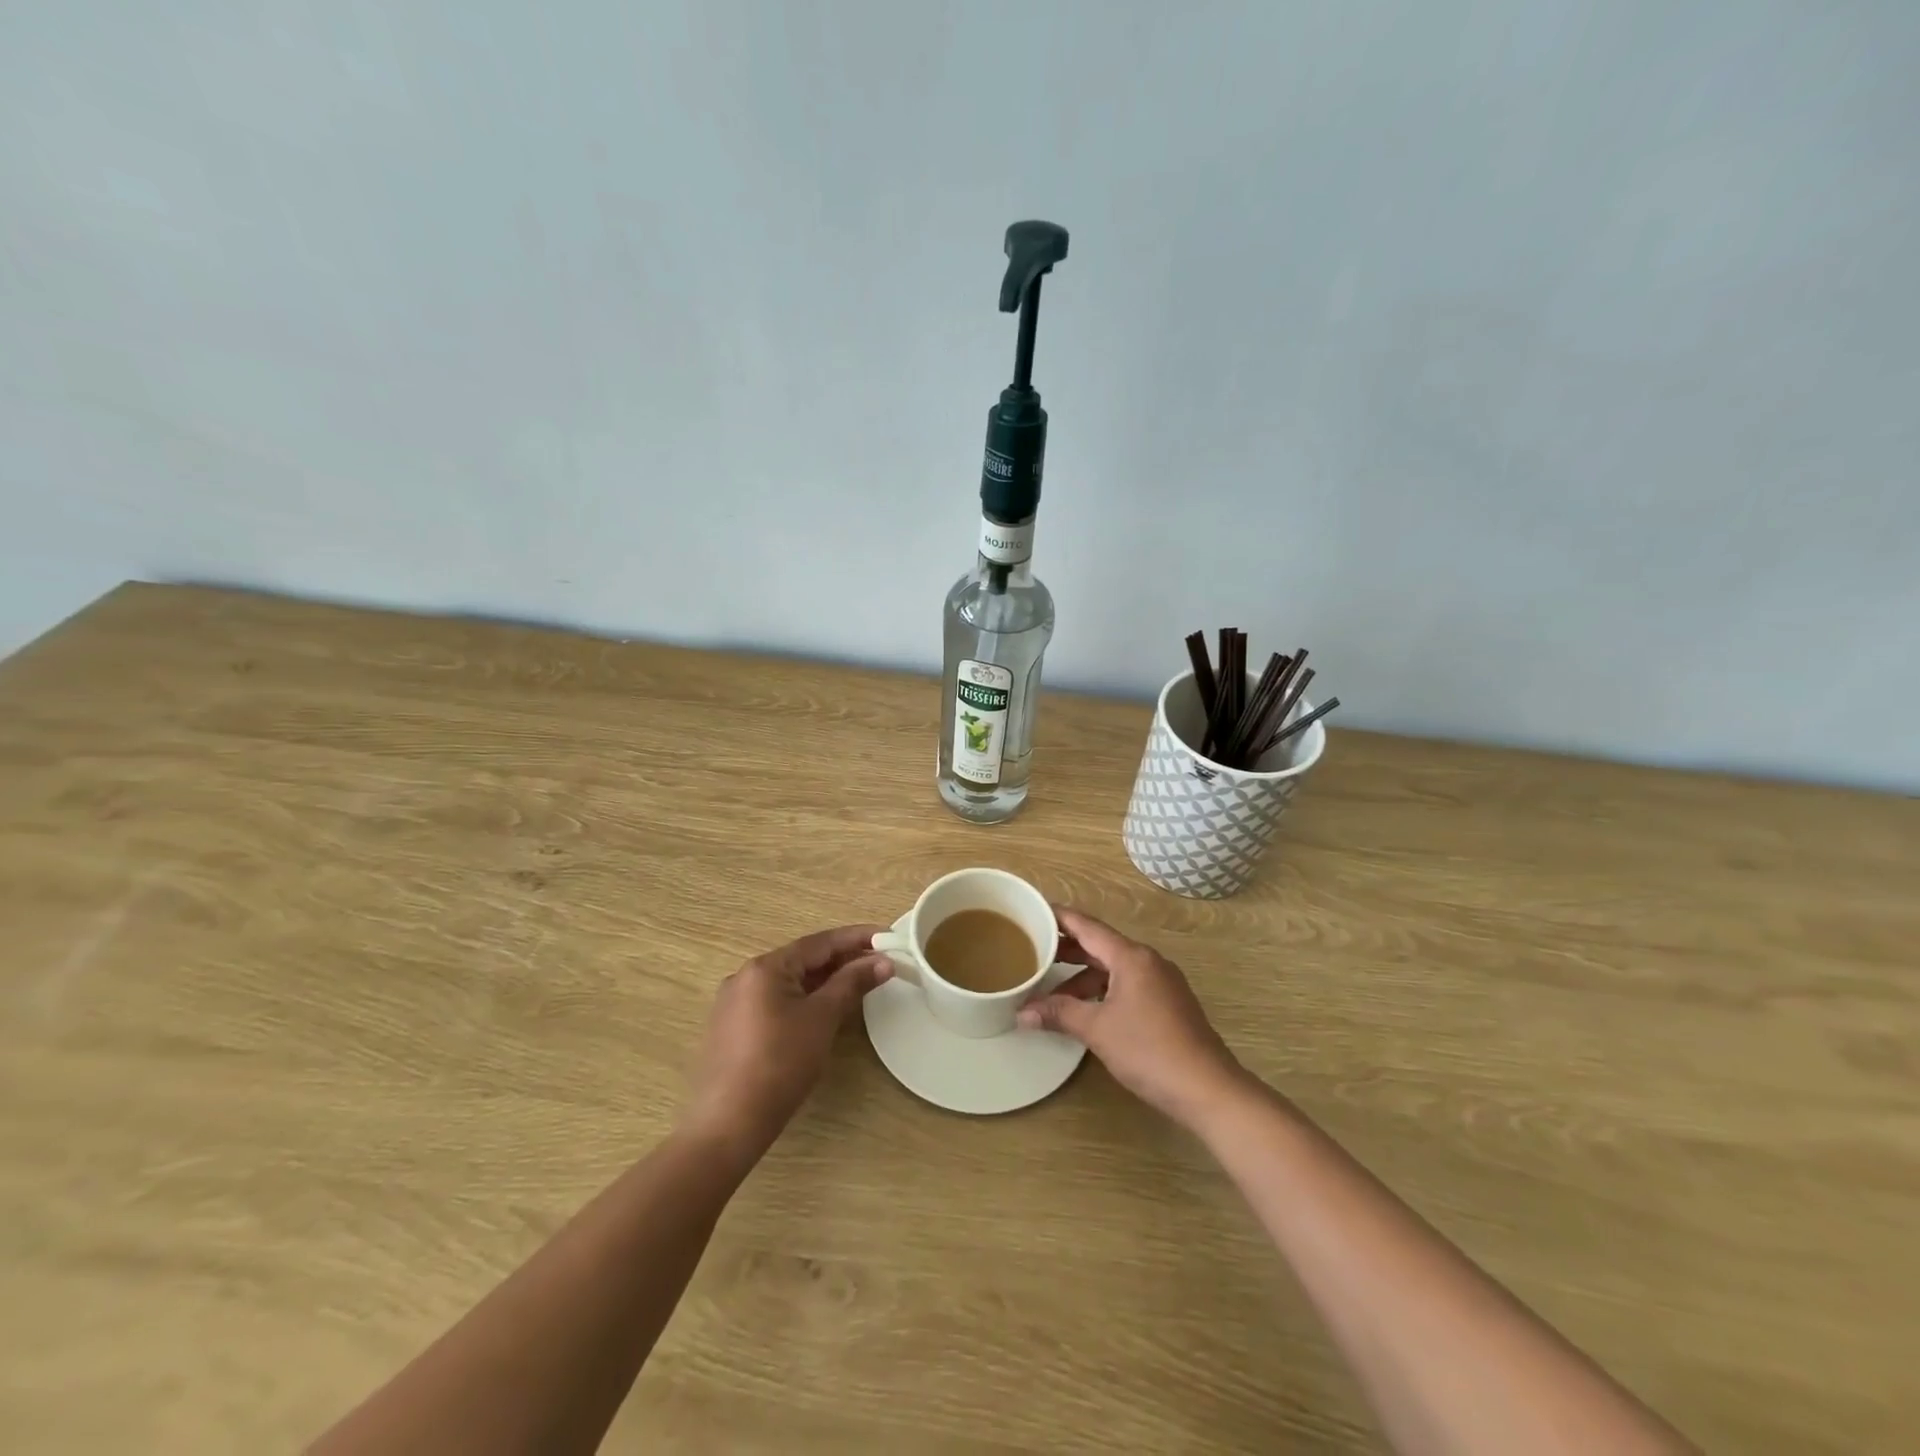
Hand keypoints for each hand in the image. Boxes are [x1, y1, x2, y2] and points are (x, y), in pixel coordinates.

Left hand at [683, 925, 892, 1157]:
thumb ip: (852, 983)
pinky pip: (776, 1001)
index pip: (820, 942)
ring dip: (825, 980)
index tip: (887, 936)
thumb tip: (883, 961)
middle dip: (843, 959)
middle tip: (880, 961)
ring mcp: (735, 1003)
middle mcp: (745, 976)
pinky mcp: (733, 1028)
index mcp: (765, 967)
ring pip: (790, 981)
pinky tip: (824, 1009)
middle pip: (803, 959)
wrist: (729, 1124)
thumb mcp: (822, 1018)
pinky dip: (805, 998)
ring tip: (859, 982)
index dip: (857, 937)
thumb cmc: (780, 1063)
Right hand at [1019, 907, 1246, 1127]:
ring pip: (1114, 968)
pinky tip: (1086, 1010)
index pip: (1087, 926)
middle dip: (1067, 949)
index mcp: (1131, 957)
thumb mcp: (1097, 1030)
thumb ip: (1059, 1014)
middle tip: (1033, 951)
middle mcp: (1148, 961)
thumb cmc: (1149, 1050)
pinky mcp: (1168, 1004)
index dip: (1060, 918)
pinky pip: (1127, 984)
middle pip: (1100, 945)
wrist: (1207, 1089)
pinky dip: (1102, 990)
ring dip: (1084, 976)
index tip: (1034, 911)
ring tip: (1053, 990)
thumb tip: (1022, 1012)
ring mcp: (1161, 982)